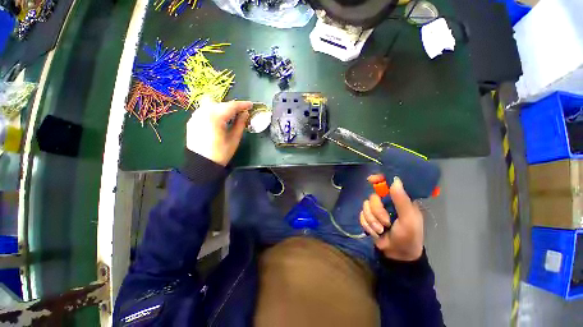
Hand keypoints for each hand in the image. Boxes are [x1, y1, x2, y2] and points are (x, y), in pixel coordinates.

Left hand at [186, 97, 251, 165]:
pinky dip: (213, 112)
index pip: (231, 106)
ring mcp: (195, 116)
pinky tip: (218, 122)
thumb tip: (245, 114)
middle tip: (240, 114)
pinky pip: (204, 111)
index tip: (251, 105)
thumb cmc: (221, 153)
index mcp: (215, 117)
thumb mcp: (234, 139)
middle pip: (220, 103)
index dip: (242, 105)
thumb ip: (240, 124)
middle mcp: (203, 112)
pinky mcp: (192, 121)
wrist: (201, 164)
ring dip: (221, 108)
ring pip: (210, 104)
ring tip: (229, 118)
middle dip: (231, 106)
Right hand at [359, 175, 423, 260]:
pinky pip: (361, 215)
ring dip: (372, 220)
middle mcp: (387, 202)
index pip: (388, 183)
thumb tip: (395, 180)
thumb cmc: (409, 237)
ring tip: (381, 230)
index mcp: (400, 199)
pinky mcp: (368, 218)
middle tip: (386, 222)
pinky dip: (367, 225)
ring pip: (365, 206)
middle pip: (373, 197)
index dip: (379, 179)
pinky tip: (375, 232)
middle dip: (377, 211)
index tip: (370, 180)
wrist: (397, 255)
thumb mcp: (409, 220)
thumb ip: (402, 201)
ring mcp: (376, 210)